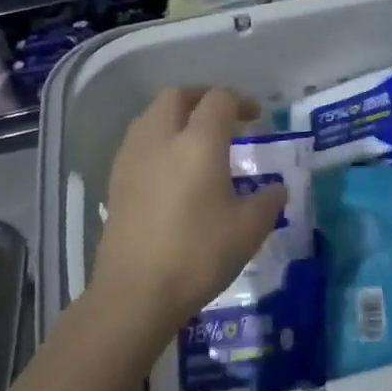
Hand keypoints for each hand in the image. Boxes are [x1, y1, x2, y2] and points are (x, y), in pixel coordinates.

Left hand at [94, 87, 285, 335]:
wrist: (134, 294)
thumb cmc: (197, 255)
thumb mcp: (248, 230)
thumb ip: (268, 202)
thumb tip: (276, 189)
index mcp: (198, 141)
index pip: (219, 99)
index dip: (240, 101)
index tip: (255, 117)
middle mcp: (161, 138)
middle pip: (177, 96)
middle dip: (202, 98)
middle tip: (222, 117)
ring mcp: (132, 158)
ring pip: (152, 116)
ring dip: (176, 116)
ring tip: (195, 140)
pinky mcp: (115, 182)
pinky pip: (138, 142)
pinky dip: (157, 141)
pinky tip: (170, 170)